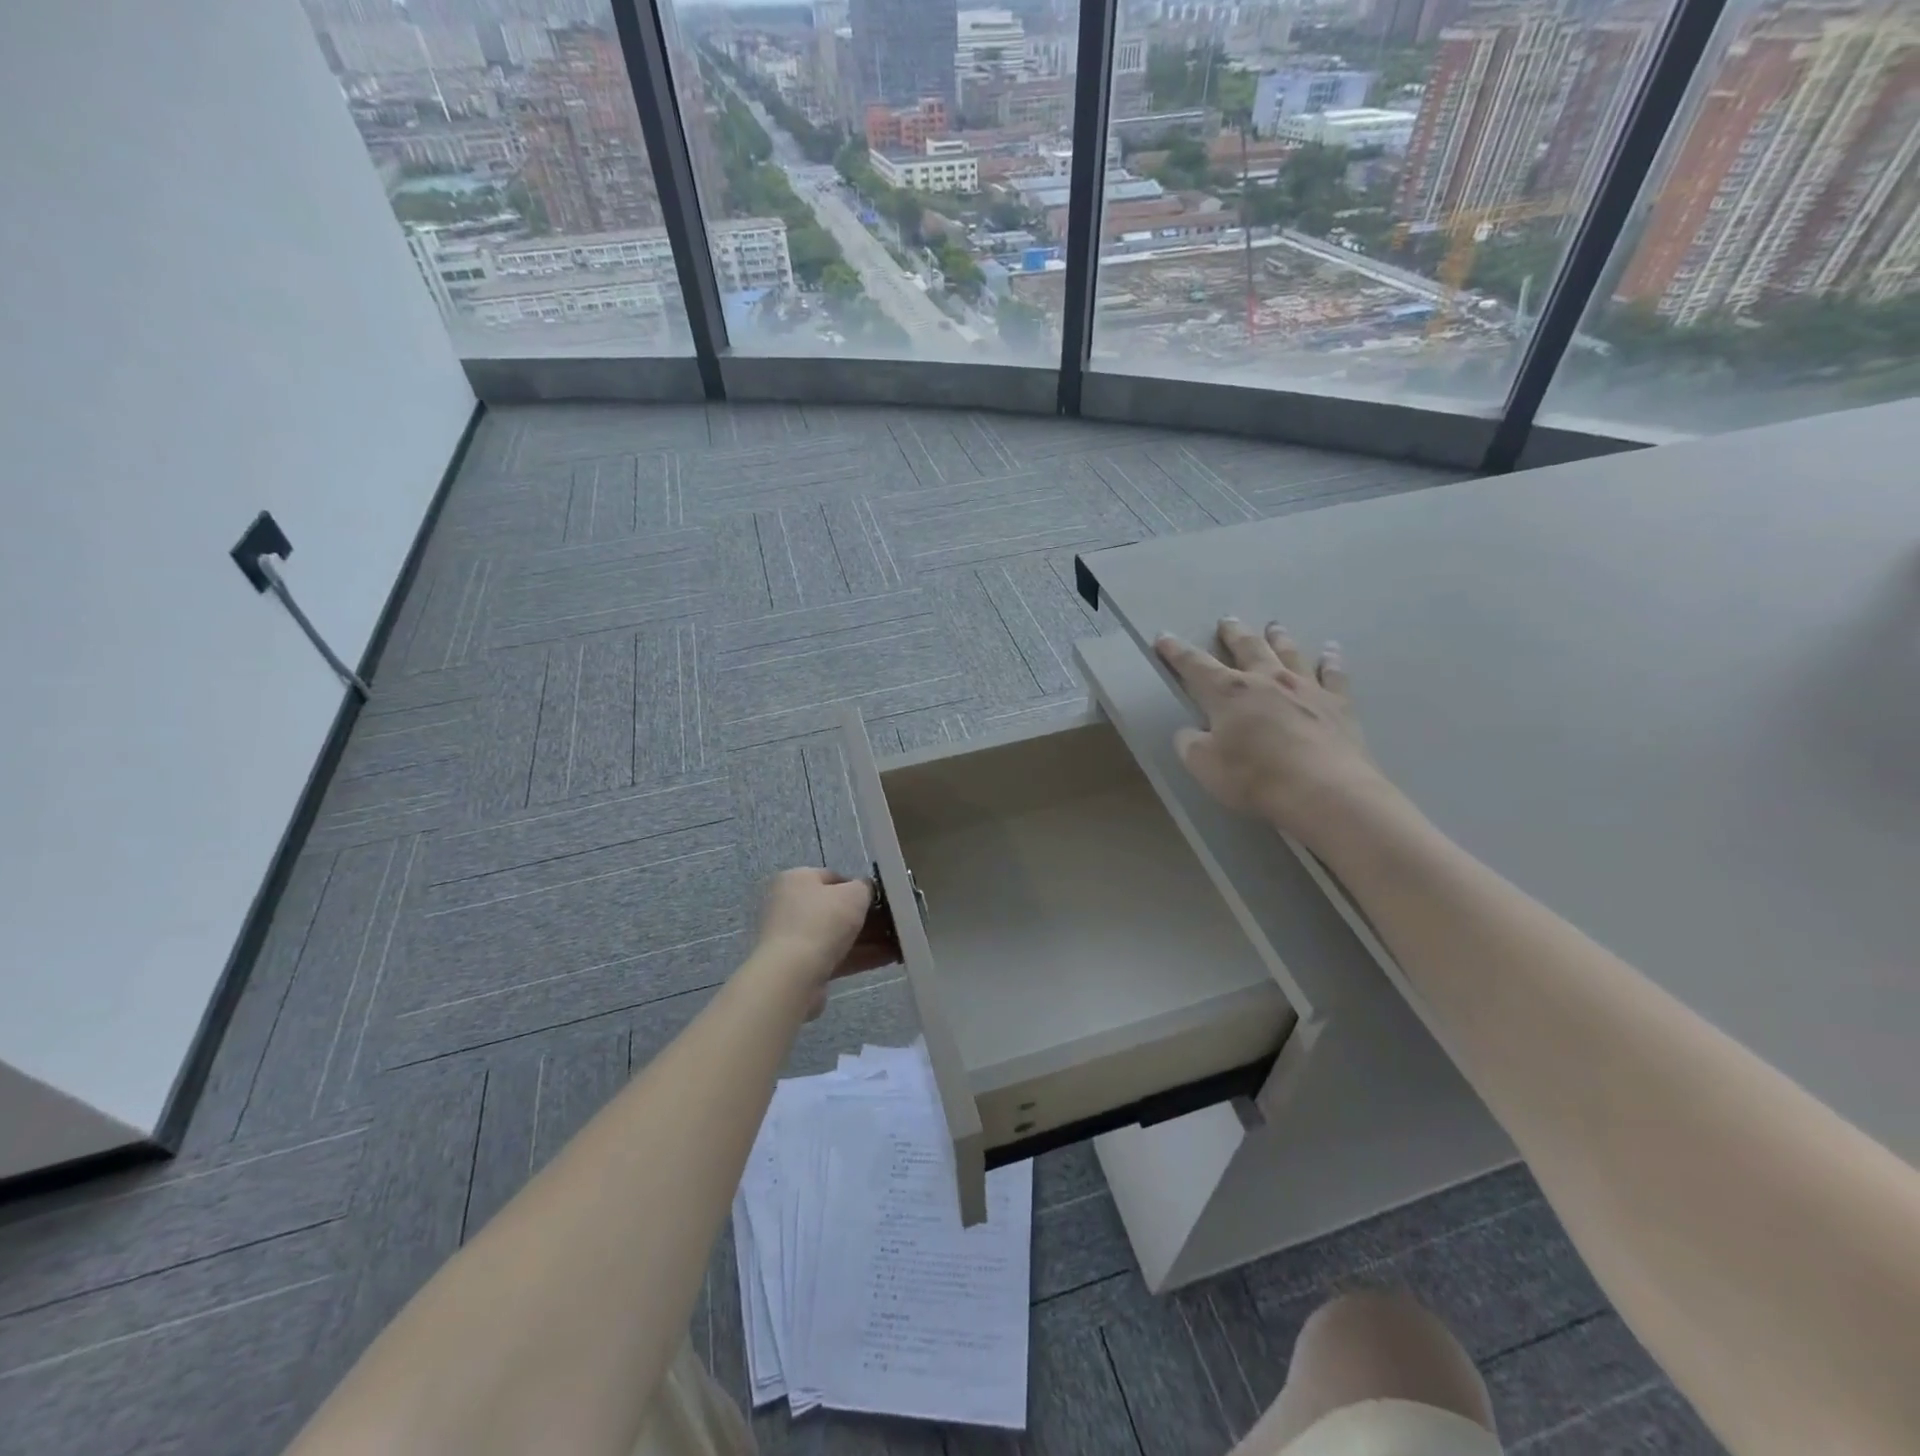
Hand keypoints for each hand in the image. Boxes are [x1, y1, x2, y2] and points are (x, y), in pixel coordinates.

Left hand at [755, 868, 896, 1012]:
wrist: (793, 975)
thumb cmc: (822, 921)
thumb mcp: (854, 894)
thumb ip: (866, 887)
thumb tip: (867, 890)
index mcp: (797, 880)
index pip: (834, 877)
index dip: (861, 887)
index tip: (883, 899)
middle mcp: (791, 906)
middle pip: (837, 908)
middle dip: (868, 917)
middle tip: (895, 922)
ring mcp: (795, 938)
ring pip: (839, 934)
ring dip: (869, 938)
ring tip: (900, 942)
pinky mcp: (802, 966)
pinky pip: (837, 956)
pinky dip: (861, 956)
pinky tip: (890, 957)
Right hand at [1155, 619, 1393, 844]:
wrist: (1323, 790)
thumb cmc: (1255, 777)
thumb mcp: (1204, 766)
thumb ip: (1191, 744)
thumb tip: (1189, 732)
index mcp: (1229, 693)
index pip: (1195, 665)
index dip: (1177, 652)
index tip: (1163, 637)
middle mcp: (1267, 680)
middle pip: (1247, 648)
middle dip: (1234, 633)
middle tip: (1227, 620)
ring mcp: (1306, 688)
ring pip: (1289, 653)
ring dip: (1279, 638)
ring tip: (1273, 626)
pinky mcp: (1338, 704)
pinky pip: (1334, 675)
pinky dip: (1331, 661)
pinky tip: (1331, 650)